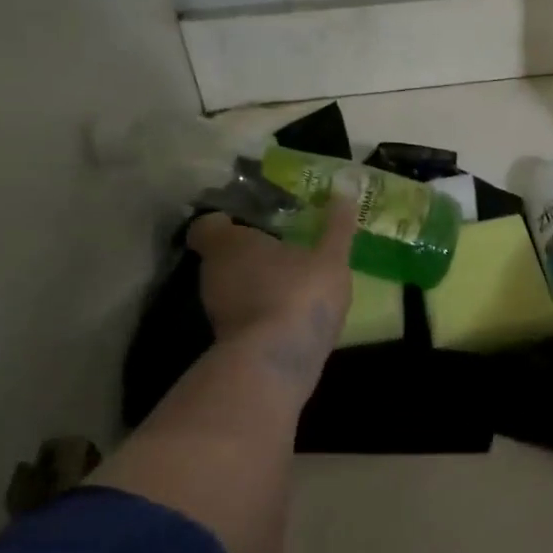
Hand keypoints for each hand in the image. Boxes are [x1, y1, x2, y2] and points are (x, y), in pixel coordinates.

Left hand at [188, 199, 357, 388]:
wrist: (277, 360)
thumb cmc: (300, 293)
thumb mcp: (330, 257)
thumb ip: (337, 227)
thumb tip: (345, 192)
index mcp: (229, 243)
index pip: (208, 226)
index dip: (225, 222)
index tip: (250, 221)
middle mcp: (213, 272)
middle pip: (222, 256)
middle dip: (248, 253)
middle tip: (281, 247)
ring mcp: (217, 309)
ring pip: (232, 287)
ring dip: (255, 283)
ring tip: (291, 281)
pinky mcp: (228, 339)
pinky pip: (243, 314)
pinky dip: (260, 310)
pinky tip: (290, 313)